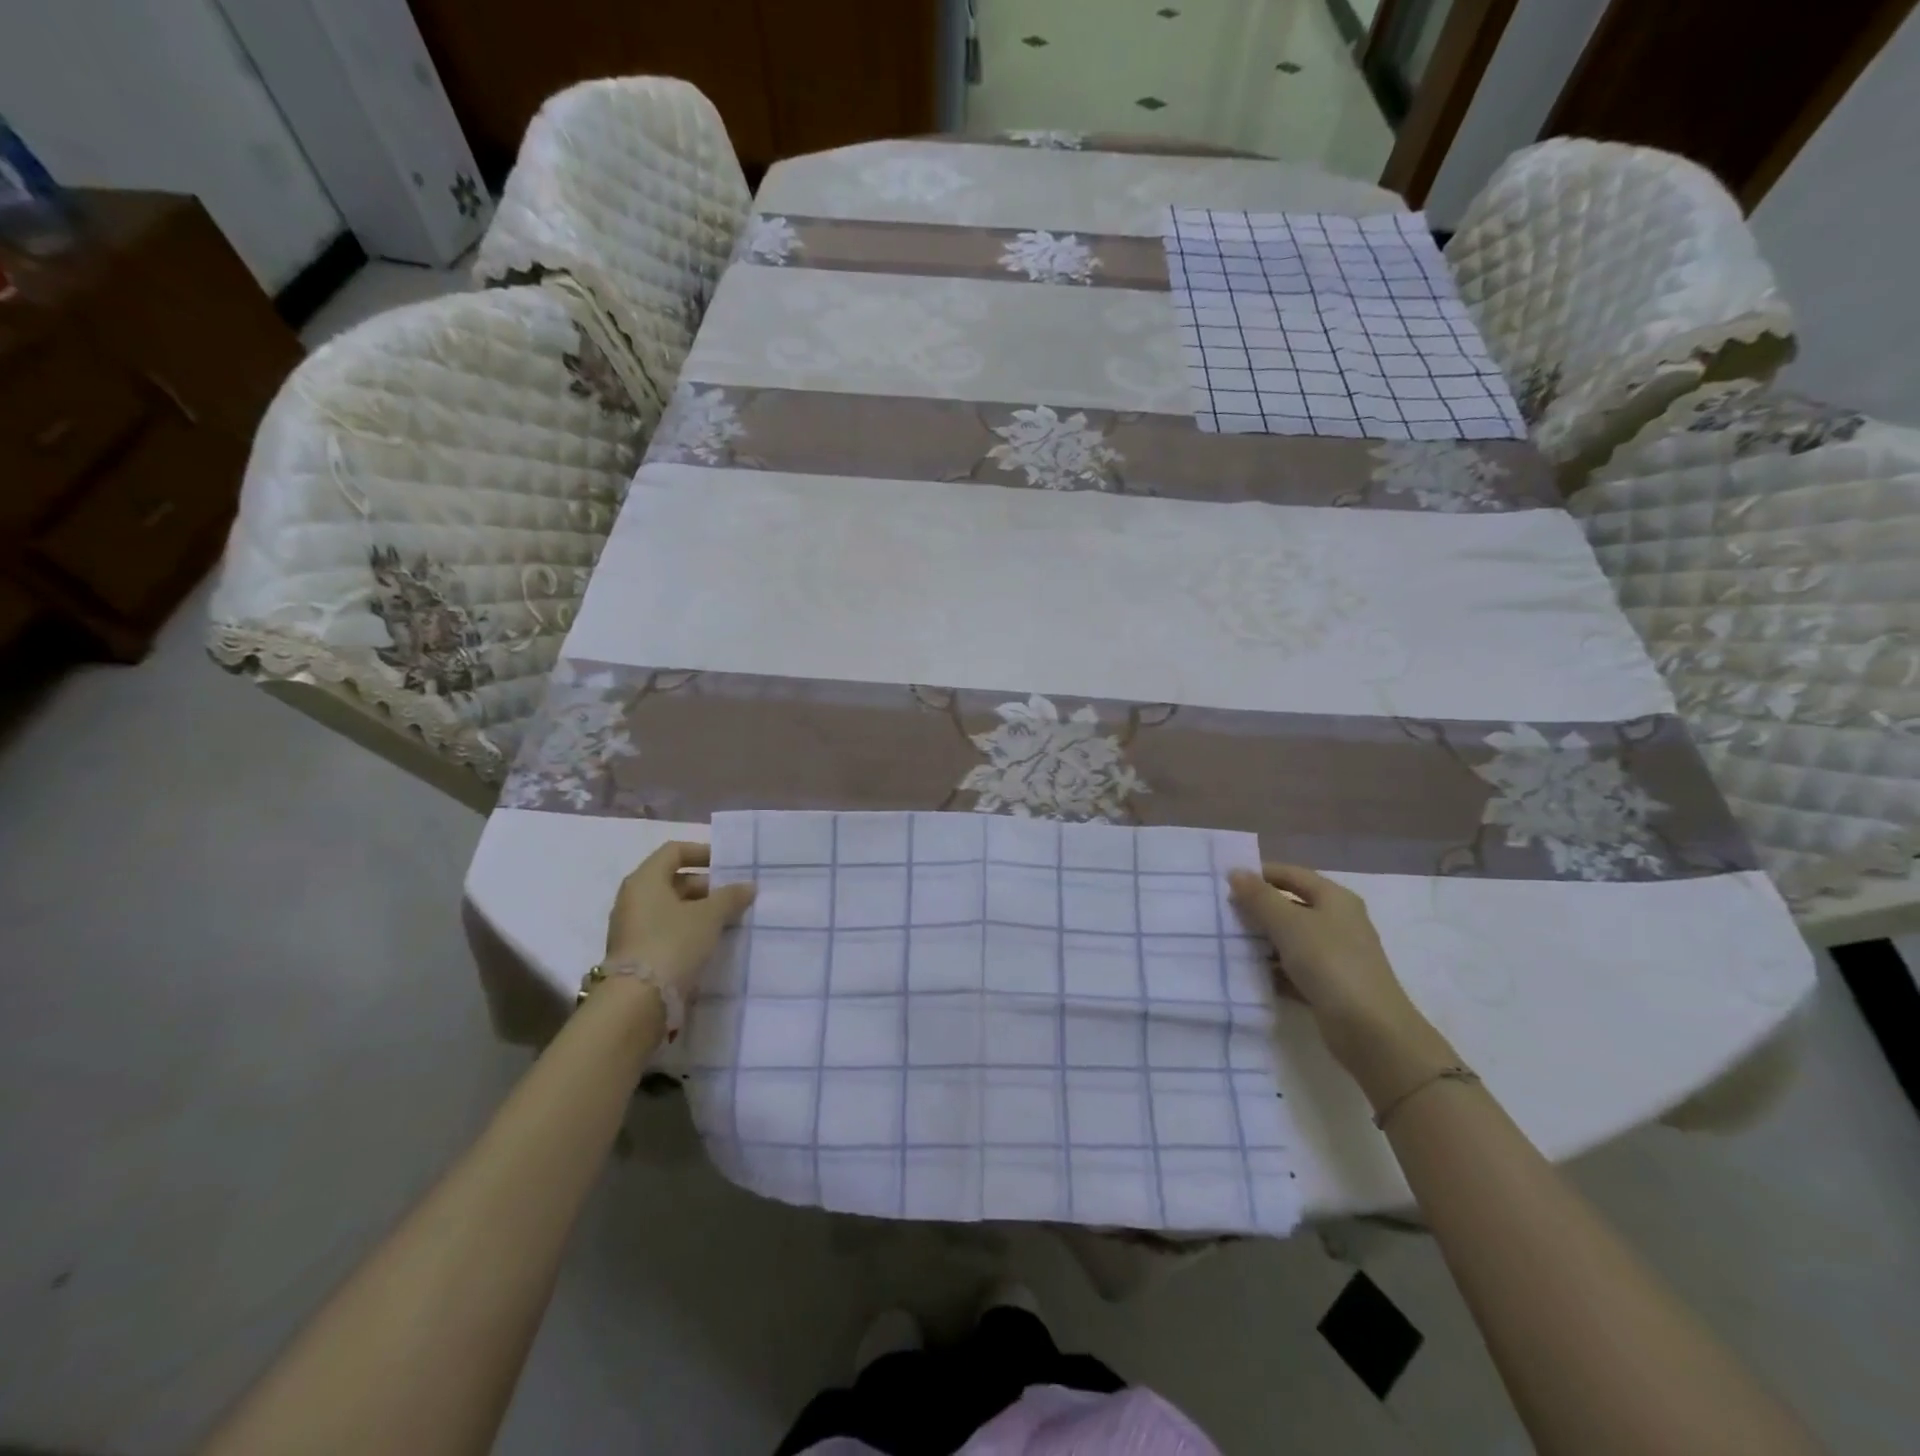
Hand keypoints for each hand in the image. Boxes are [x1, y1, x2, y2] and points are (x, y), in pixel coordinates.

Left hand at [604, 841, 755, 995]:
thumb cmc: (673, 943)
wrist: (637, 1000)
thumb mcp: (709, 916)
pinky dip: (687, 928)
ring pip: (669, 906)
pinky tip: (709, 940)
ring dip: (698, 908)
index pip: (674, 851)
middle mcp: (633, 897)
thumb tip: (748, 885)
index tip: (727, 865)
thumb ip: (730, 897)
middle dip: (705, 885)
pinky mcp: (635, 951)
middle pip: (672, 879)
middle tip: (733, 896)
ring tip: (727, 919)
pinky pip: (665, 928)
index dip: (702, 852)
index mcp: (645, 879)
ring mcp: (631, 926)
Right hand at [1227, 863, 1449, 1087]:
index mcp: (1334, 899)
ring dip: (1261, 940)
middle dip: (1256, 909)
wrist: (1370, 1030)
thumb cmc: (1330, 963)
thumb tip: (1236, 872)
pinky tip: (1247, 973)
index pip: (1291, 874)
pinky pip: (1293, 968)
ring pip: (1289, 939)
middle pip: (1290, 906)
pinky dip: (1272, 969)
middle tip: (1222, 914)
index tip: (1225, 883)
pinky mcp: (1328, 985)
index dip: (1259, 874)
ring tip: (1227, 942)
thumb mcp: (1289, 923)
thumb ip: (1259, 897)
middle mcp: (1337, 922)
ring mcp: (1334, 955)